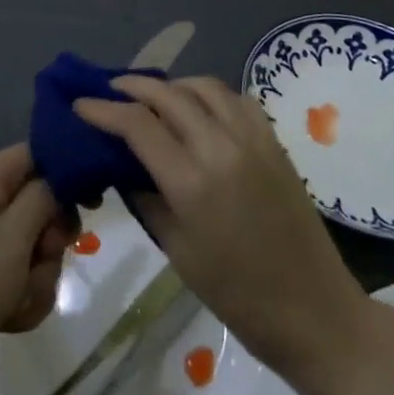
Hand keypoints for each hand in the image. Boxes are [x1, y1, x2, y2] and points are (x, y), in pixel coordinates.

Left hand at [0, 144, 73, 394]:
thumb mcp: (14, 235)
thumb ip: (45, 198)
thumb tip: (64, 173)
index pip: (40, 154)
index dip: (69, 173)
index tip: (93, 201)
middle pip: (46, 205)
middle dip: (53, 240)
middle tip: (44, 255)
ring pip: (41, 249)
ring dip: (40, 278)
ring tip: (17, 297)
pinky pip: (27, 280)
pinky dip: (25, 299)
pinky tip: (9, 318)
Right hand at [74, 76, 369, 387]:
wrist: (313, 309)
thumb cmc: (235, 294)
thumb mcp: (176, 249)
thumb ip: (144, 197)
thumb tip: (121, 164)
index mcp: (192, 182)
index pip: (137, 125)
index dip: (102, 109)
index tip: (79, 104)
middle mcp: (221, 148)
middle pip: (168, 95)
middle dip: (132, 87)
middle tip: (109, 91)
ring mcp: (253, 140)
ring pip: (203, 87)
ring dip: (171, 84)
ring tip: (152, 96)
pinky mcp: (275, 142)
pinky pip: (236, 99)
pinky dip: (209, 94)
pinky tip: (198, 108)